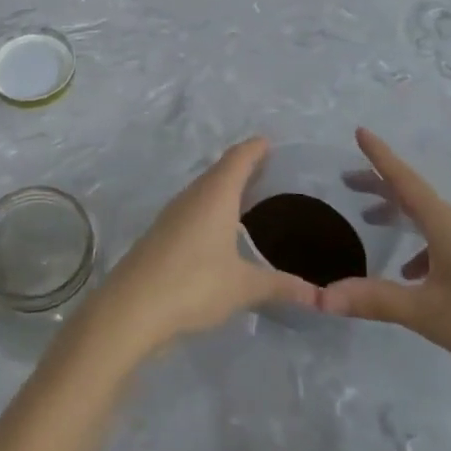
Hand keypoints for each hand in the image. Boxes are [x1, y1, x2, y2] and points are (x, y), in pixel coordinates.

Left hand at [86, 138, 319, 360]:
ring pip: (203, 191)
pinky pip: (192, 209)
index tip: (269, 142)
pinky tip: (219, 230)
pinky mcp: (161, 234)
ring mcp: (173, 215)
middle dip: (242, 167)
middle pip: (220, 171)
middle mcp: (192, 197)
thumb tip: (319, 297)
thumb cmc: (194, 284)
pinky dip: (210, 209)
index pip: (238, 159)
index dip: (255, 149)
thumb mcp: (244, 287)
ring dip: (224, 189)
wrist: (132, 307)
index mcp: (215, 195)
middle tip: (268, 170)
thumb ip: (281, 286)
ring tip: (248, 198)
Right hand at [320, 129, 450, 394]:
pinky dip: (420, 243)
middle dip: (380, 185)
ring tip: (372, 221)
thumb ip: (373, 300)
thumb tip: (322, 297)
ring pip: (429, 217)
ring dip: (399, 213)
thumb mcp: (424, 311)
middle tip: (348, 181)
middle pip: (414, 195)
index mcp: (444, 224)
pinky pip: (443, 239)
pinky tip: (412, 273)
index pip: (404, 180)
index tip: (359, 132)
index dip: (380, 156)